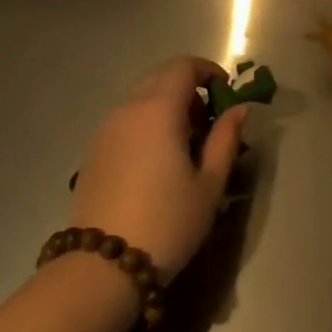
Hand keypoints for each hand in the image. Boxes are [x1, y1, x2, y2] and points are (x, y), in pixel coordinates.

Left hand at [69, 56, 248, 280]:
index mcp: (158, 110)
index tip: (226, 93)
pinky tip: (157, 160)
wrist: (104, 266)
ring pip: (140, 97)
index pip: (183, 66)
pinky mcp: (93, 151)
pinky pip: (125, 119)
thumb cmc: (168, 222)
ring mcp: (105, 129)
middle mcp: (127, 109)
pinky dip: (146, 123)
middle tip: (209, 121)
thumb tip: (239, 108)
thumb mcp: (210, 183)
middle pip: (160, 76)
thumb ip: (225, 138)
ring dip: (166, 105)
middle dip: (188, 87)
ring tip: (185, 144)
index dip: (208, 71)